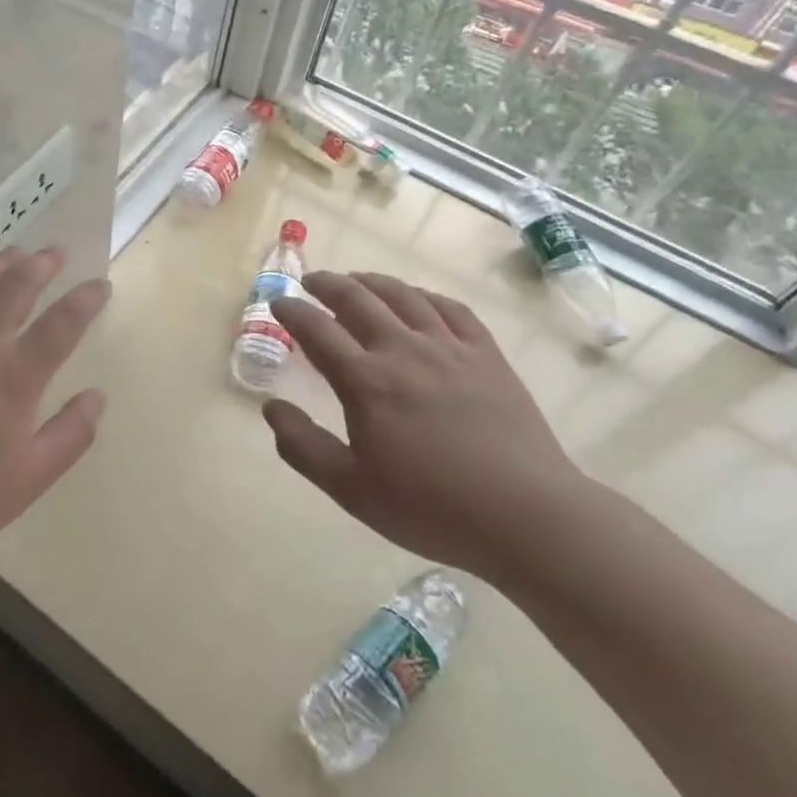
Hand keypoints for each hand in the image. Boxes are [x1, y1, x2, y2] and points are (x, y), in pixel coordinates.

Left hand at [0, 247, 109, 567]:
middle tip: (55, 253)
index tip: (99, 285)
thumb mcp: (31, 477)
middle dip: (40, 265)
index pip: (60, 325)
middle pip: (14, 289)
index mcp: (16, 378)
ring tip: (13, 253)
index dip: (84, 301)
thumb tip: (98, 396)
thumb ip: (71, 434)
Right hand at [264, 271, 587, 579]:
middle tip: (311, 282)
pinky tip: (417, 298)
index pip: (316, 329)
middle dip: (327, 284)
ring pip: (403, 295)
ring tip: (356, 280)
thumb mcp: (351, 490)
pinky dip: (424, 295)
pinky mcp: (486, 354)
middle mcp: (403, 350)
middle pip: (357, 299)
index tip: (279, 302)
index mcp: (366, 381)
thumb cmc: (431, 507)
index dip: (292, 310)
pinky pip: (450, 308)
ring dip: (371, 281)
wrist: (526, 516)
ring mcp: (449, 347)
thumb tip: (271, 407)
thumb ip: (303, 447)